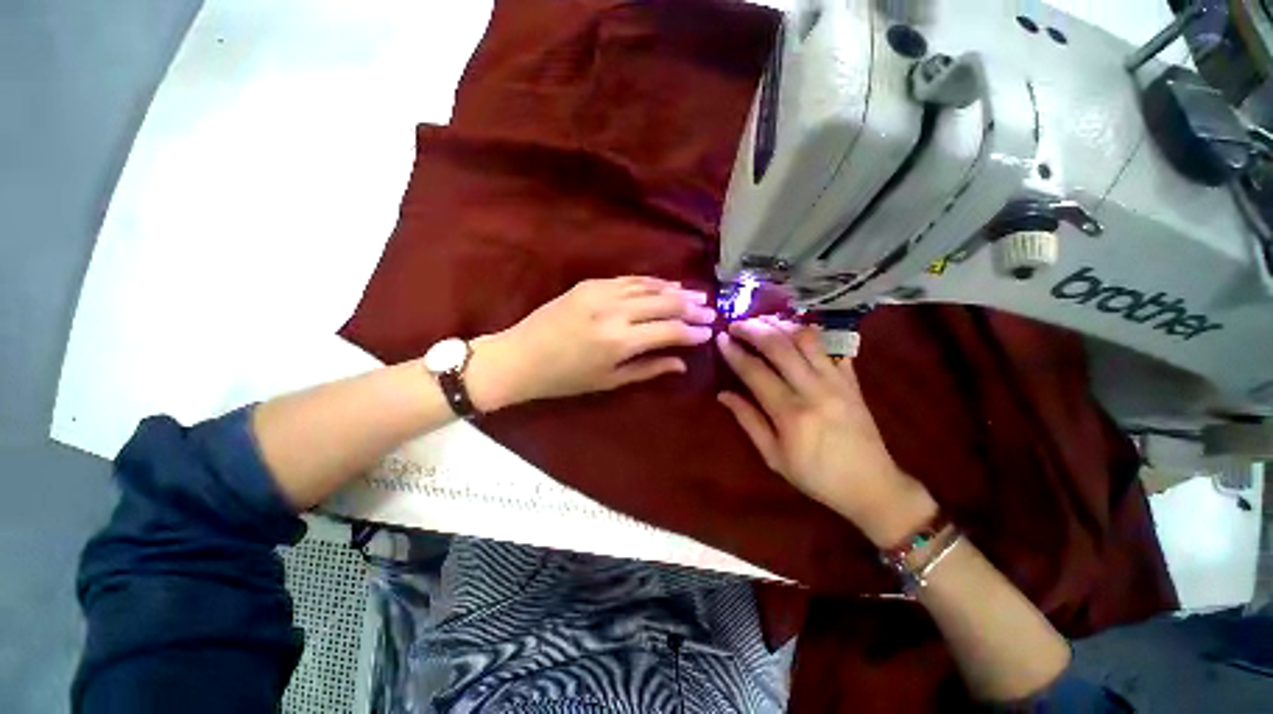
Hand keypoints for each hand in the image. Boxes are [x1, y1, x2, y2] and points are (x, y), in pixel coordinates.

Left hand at [468, 277, 714, 408]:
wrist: (521, 356)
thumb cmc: (565, 378)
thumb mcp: (609, 381)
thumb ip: (648, 369)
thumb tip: (681, 363)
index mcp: (619, 342)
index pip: (668, 331)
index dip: (692, 332)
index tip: (709, 332)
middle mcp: (615, 312)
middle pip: (664, 304)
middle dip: (691, 308)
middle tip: (711, 311)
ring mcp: (601, 293)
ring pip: (649, 287)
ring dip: (676, 291)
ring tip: (697, 295)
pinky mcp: (590, 284)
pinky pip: (629, 279)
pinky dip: (651, 282)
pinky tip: (666, 285)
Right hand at [716, 317, 936, 546]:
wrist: (872, 486)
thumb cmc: (816, 476)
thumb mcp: (773, 456)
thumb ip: (748, 421)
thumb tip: (722, 394)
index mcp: (791, 414)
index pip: (755, 372)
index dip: (734, 352)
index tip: (720, 338)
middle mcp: (814, 390)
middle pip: (779, 346)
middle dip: (753, 329)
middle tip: (736, 323)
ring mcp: (837, 381)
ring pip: (806, 339)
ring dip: (780, 324)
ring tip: (762, 321)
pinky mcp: (852, 380)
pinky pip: (831, 346)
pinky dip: (810, 333)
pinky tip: (794, 329)